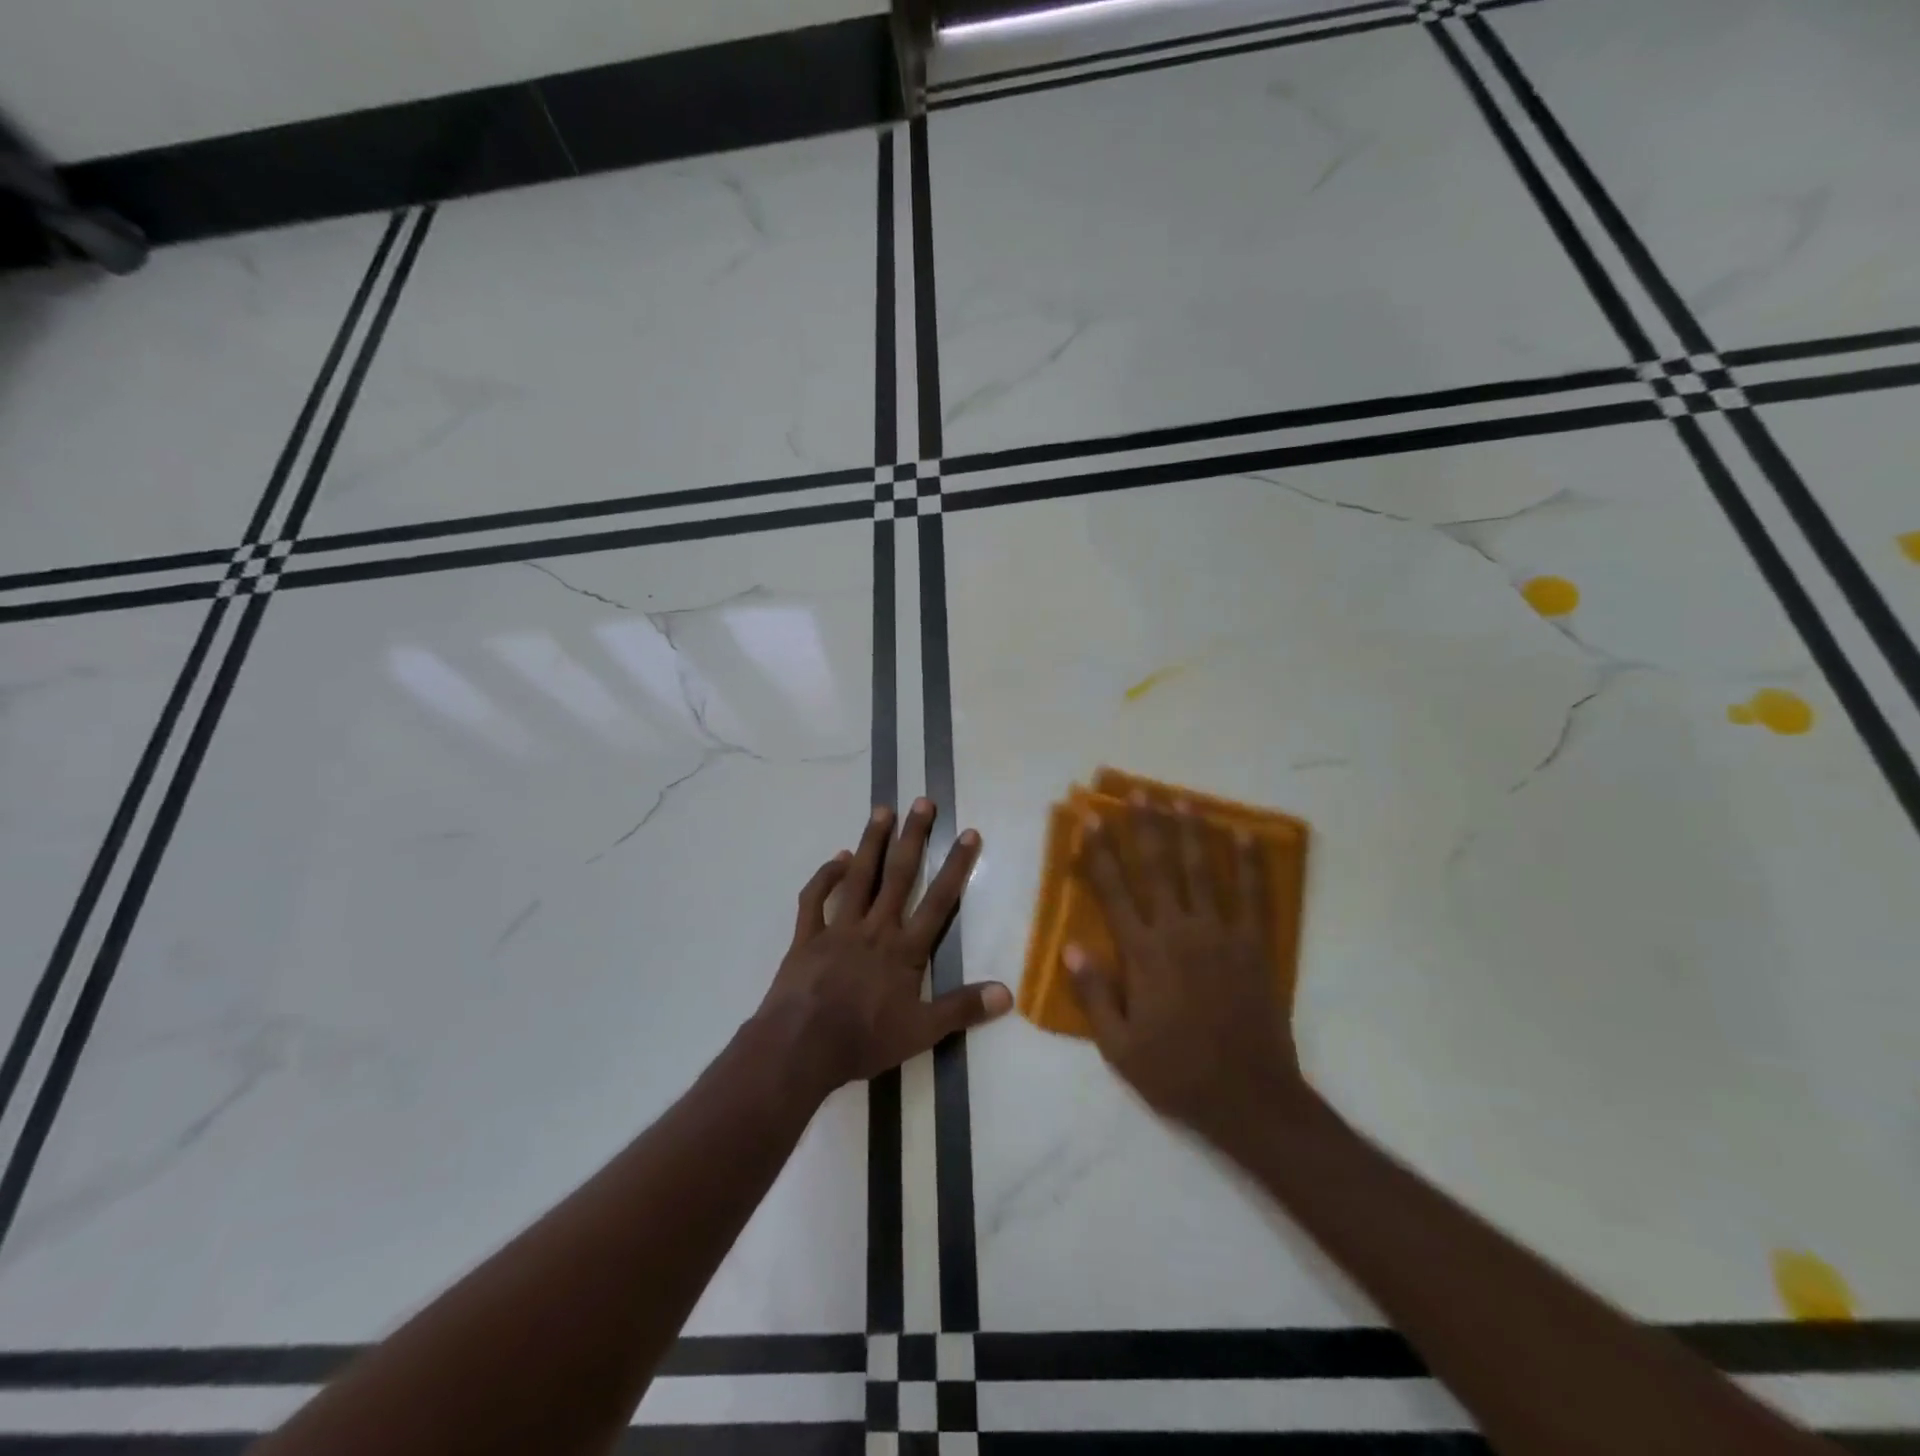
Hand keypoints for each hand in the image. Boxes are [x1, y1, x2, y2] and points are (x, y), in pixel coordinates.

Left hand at [754, 798, 1010, 1097]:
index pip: (938, 901)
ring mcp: (838, 928)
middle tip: (922, 802)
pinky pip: (815, 899)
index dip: (956, 867)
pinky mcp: (807, 937)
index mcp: (904, 949)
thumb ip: (963, 1009)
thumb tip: (1008, 993)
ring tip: (883, 810)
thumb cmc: (864, 1040)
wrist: (801, 1047)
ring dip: (872, 843)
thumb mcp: (922, 1032)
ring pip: (859, 877)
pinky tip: (837, 858)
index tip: (968, 834)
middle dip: (913, 838)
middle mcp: (874, 928)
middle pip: (899, 876)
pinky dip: (826, 876)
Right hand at [1067, 798, 1306, 1150]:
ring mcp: (1222, 935)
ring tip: (1181, 801)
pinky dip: (1251, 864)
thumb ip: (1094, 993)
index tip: (1090, 820)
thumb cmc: (1176, 1072)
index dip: (1100, 853)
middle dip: (1146, 827)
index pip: (1115, 891)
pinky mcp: (1255, 946)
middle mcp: (1180, 932)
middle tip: (1140, 793)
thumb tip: (1069, 946)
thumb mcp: (1119, 1046)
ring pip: (1203, 871)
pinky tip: (1245, 835)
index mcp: (1144, 954)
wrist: (1249, 1098)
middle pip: (1159, 868)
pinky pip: (1254, 896)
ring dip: (1191, 833)